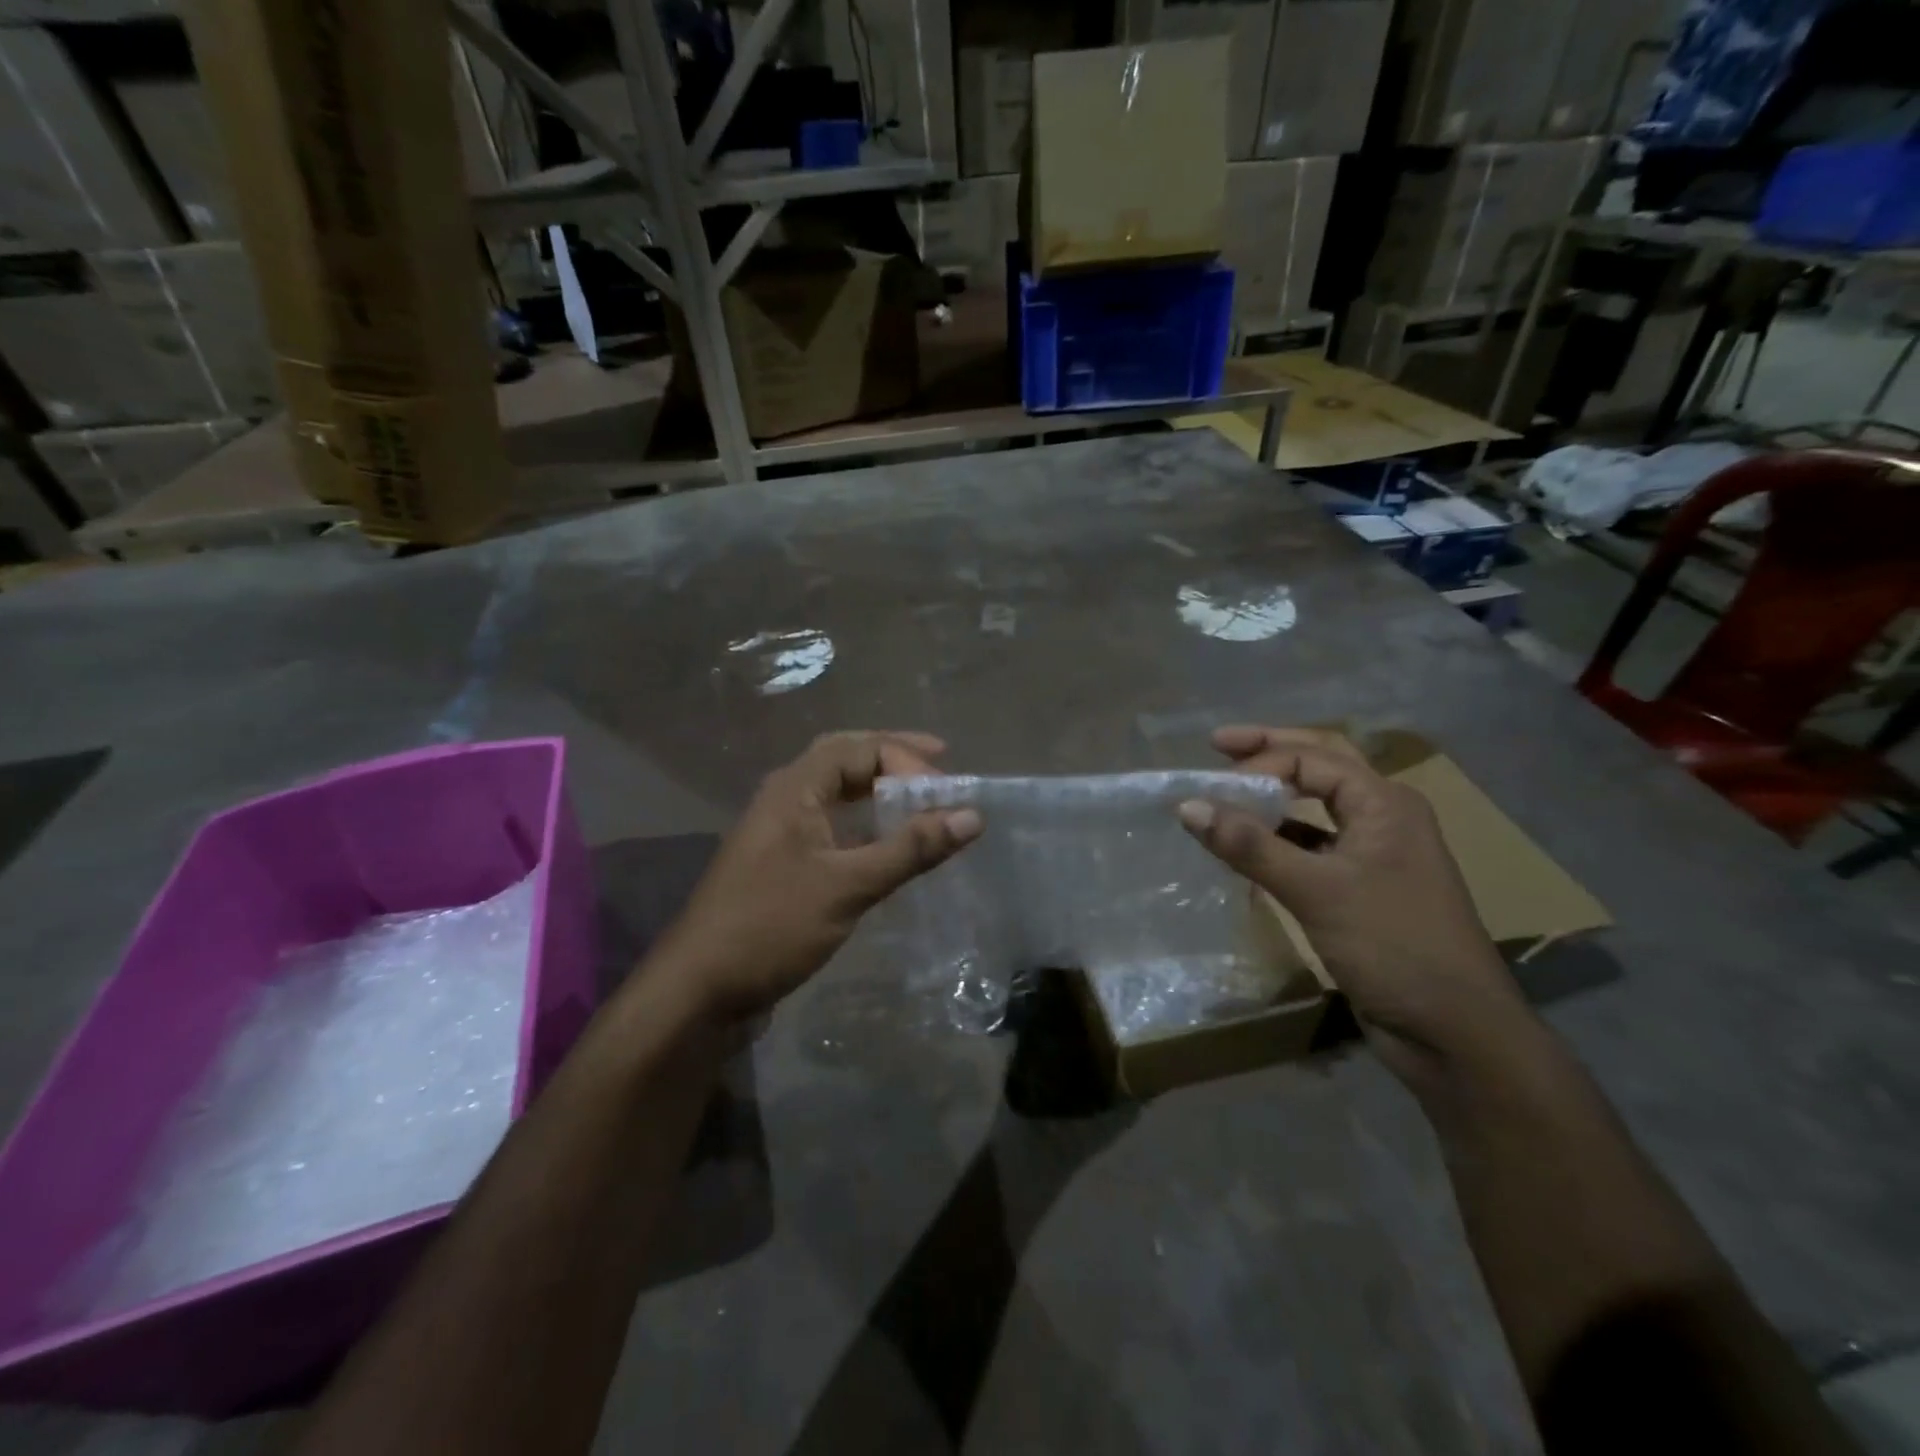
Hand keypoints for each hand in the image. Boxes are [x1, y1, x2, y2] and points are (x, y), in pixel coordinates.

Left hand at [650, 731, 981, 1023]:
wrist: (699, 988)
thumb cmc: (771, 926)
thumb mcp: (848, 885)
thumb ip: (910, 849)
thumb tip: (972, 816)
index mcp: (794, 788)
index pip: (860, 749)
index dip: (907, 761)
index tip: (946, 792)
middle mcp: (785, 798)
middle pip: (845, 758)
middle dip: (893, 757)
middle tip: (939, 763)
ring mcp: (781, 831)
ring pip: (836, 792)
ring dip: (878, 789)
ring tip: (920, 797)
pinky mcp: (783, 863)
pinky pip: (832, 825)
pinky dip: (865, 823)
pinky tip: (887, 842)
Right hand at [1177, 726, 1535, 1081]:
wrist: (1455, 1033)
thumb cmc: (1393, 947)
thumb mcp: (1316, 891)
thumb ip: (1250, 846)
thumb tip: (1187, 806)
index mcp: (1385, 803)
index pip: (1312, 758)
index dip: (1260, 761)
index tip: (1211, 783)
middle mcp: (1383, 818)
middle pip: (1321, 766)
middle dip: (1269, 752)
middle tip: (1216, 745)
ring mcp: (1375, 854)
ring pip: (1316, 808)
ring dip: (1273, 797)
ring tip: (1226, 792)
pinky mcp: (1361, 889)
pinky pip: (1313, 847)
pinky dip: (1279, 840)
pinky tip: (1247, 848)